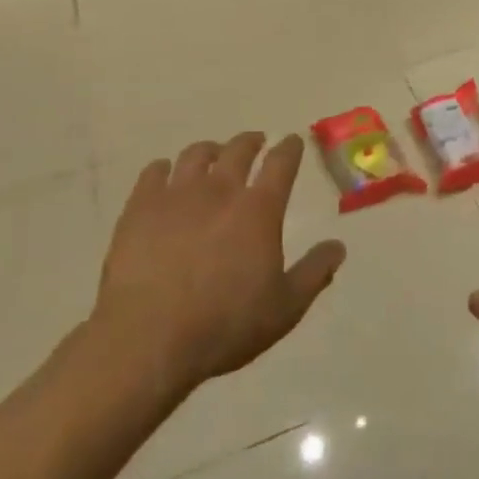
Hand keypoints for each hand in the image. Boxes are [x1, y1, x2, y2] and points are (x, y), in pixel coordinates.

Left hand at [90, 132, 345, 397]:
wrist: (149, 337)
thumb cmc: (225, 324)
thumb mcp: (285, 308)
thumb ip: (314, 272)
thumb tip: (338, 246)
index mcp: (259, 210)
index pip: (281, 164)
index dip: (290, 149)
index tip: (293, 141)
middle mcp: (220, 190)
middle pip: (238, 150)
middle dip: (251, 141)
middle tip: (256, 141)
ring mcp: (176, 195)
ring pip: (195, 155)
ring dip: (210, 149)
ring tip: (213, 153)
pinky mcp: (139, 208)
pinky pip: (153, 172)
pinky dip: (163, 167)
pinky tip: (164, 172)